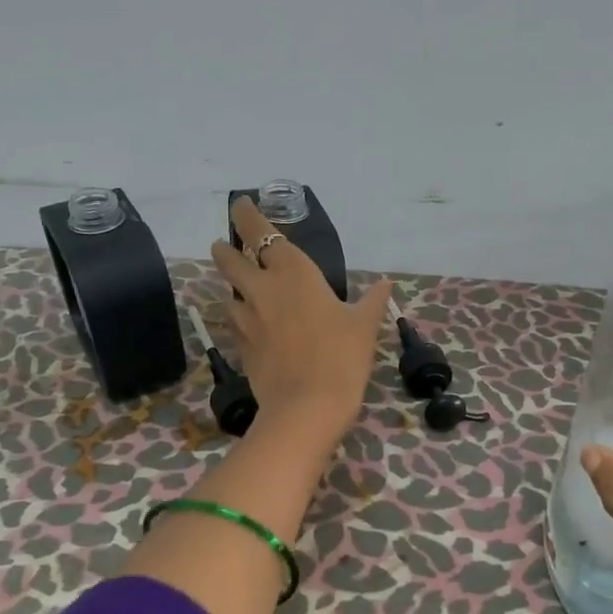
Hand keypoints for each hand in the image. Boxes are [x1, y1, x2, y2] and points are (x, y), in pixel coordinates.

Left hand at [209, 196, 392, 444]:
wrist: (306, 408)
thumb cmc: (341, 357)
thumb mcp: (364, 327)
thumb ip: (372, 301)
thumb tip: (386, 284)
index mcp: (294, 273)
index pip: (261, 233)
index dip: (247, 216)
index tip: (240, 204)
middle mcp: (262, 289)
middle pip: (230, 258)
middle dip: (226, 248)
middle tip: (227, 245)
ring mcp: (246, 319)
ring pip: (229, 291)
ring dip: (232, 284)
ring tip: (242, 287)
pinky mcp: (240, 346)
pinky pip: (234, 322)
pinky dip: (239, 316)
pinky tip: (249, 324)